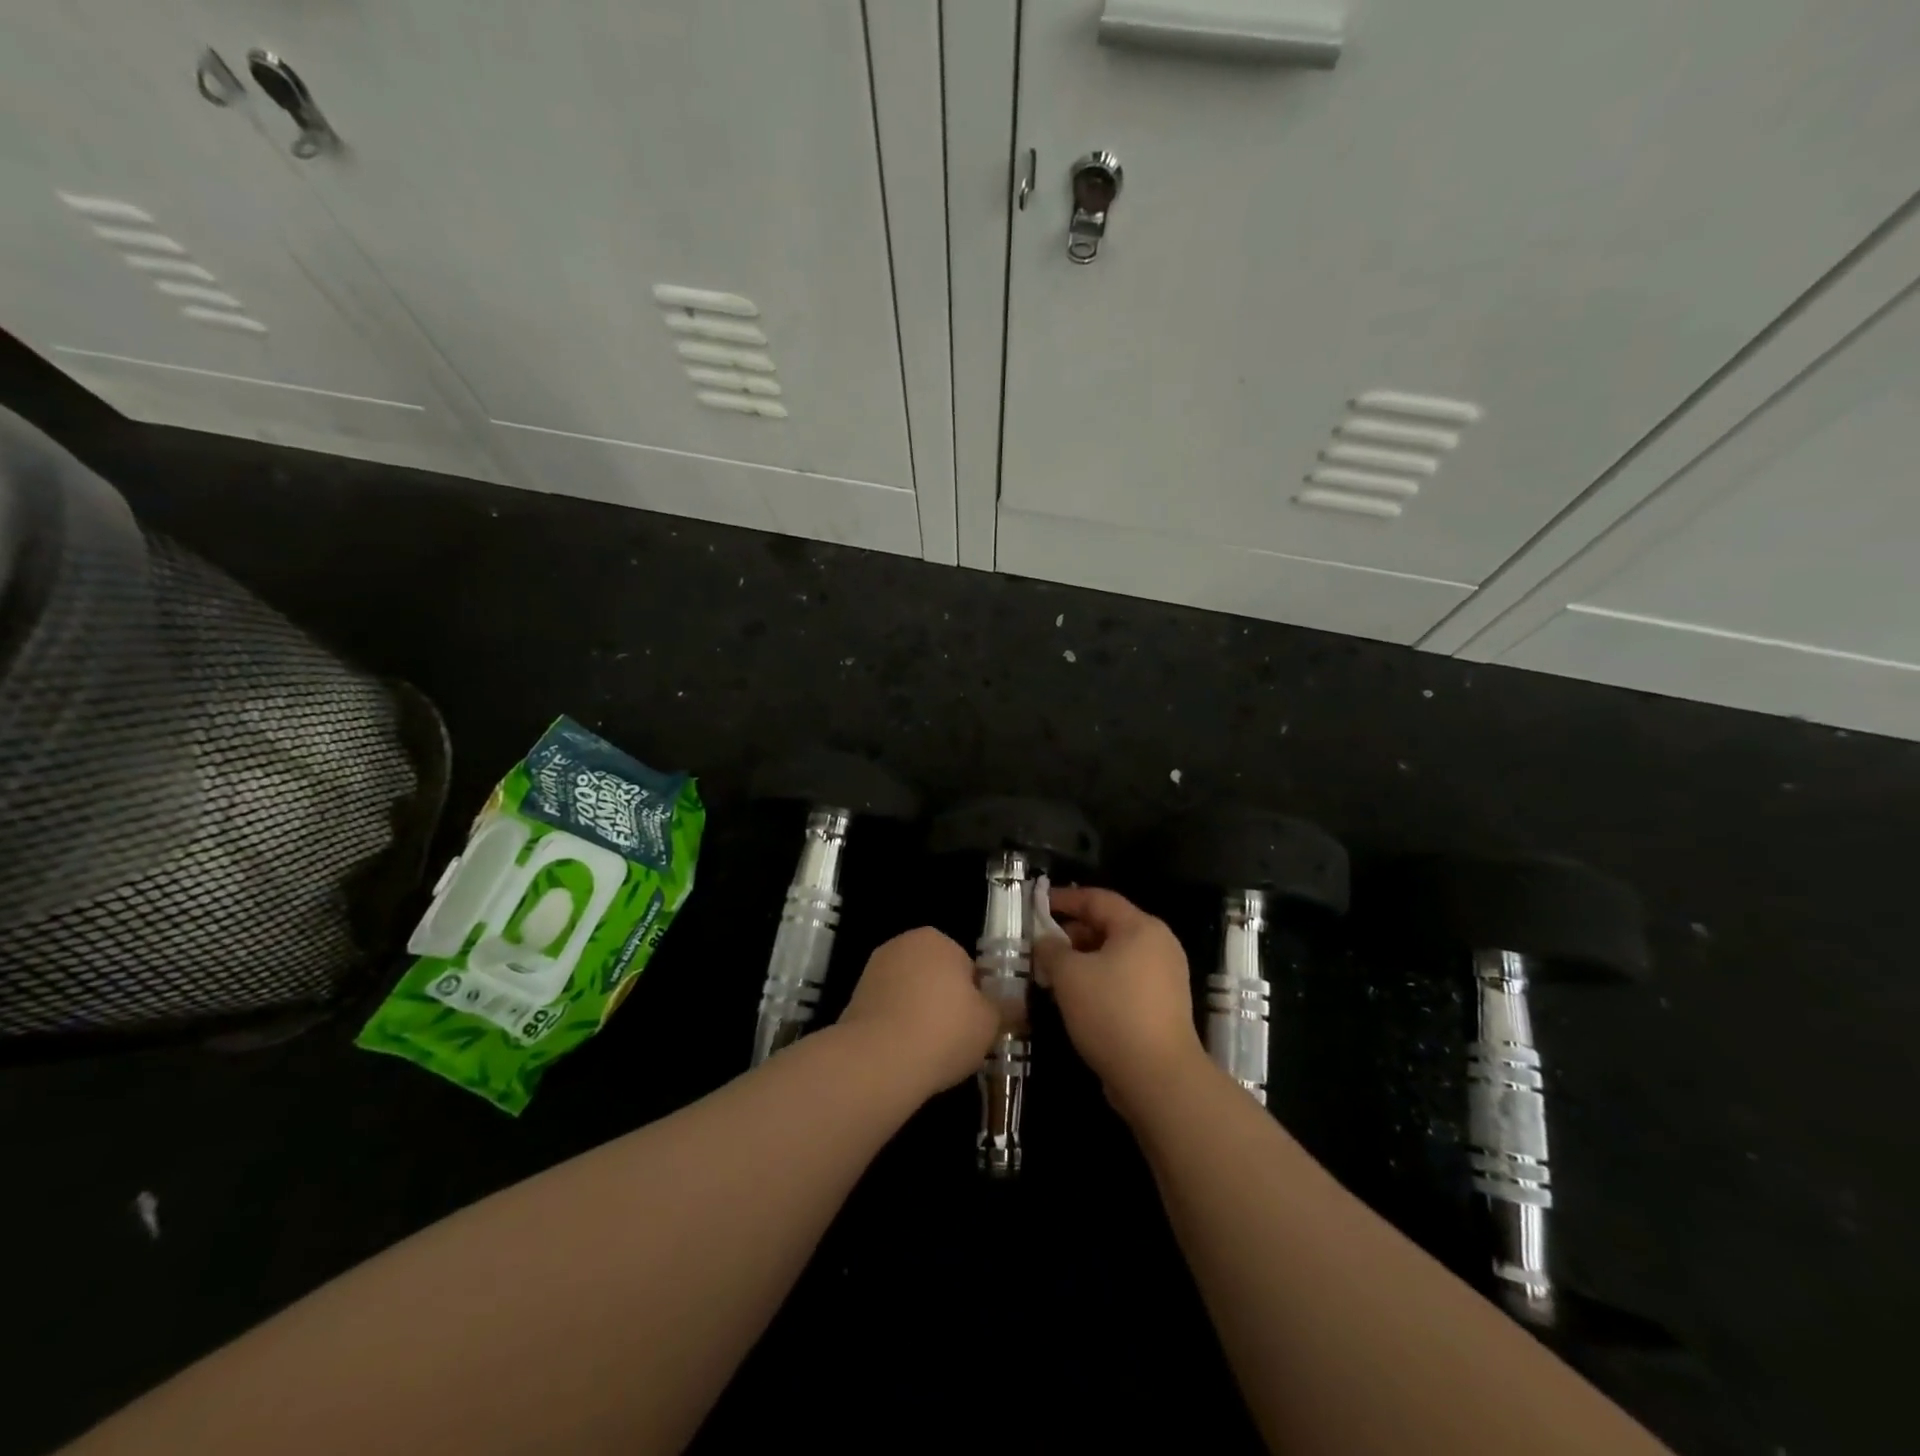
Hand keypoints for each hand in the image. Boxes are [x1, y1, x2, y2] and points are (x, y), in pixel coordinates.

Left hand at [836, 927, 1003, 1101]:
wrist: (879, 1059)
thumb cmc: (944, 1030)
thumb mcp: (990, 1023)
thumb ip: (1005, 1009)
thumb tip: (1019, 1005)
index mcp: (936, 939)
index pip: (966, 966)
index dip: (975, 997)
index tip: (976, 1025)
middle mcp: (902, 944)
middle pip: (935, 976)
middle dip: (944, 1002)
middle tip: (955, 1039)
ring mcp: (873, 970)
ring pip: (910, 993)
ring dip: (918, 1014)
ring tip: (929, 1052)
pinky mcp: (854, 998)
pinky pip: (887, 1011)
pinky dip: (896, 1027)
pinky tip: (903, 1054)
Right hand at [1034, 886, 1207, 1116]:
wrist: (1159, 1077)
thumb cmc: (1112, 1012)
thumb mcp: (1070, 975)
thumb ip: (1051, 950)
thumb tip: (1045, 941)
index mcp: (1141, 927)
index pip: (1098, 899)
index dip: (1065, 899)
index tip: (1037, 905)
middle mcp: (1159, 945)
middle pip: (1109, 926)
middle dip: (1071, 934)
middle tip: (1041, 947)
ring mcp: (1165, 977)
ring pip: (1115, 956)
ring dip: (1083, 960)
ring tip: (1053, 975)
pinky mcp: (1164, 1005)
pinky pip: (1125, 980)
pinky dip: (1100, 980)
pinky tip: (1076, 999)